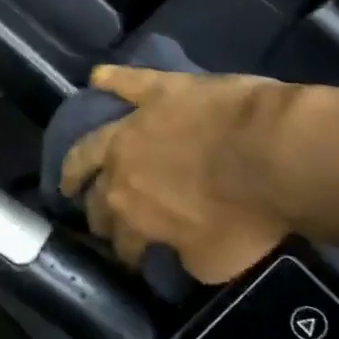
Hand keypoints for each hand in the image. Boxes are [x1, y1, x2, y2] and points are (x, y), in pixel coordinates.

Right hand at [58, 66, 290, 283]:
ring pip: (93, 141)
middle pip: (98, 194)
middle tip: (98, 221)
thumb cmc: (246, 215)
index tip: (135, 261)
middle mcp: (119, 167)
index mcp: (132, 212)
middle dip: (96, 212)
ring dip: (78, 159)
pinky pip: (127, 82)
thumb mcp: (218, 262)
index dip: (128, 254)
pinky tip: (98, 77)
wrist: (268, 152)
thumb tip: (178, 249)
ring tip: (71, 170)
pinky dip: (111, 79)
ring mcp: (134, 124)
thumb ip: (188, 256)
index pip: (122, 241)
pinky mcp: (158, 90)